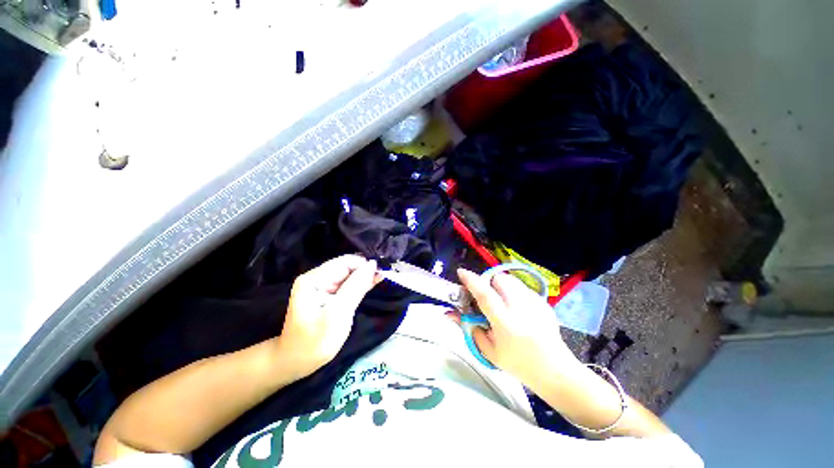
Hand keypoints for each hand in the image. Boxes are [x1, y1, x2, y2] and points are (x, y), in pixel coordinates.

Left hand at [276, 255, 380, 377]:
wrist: (296, 363)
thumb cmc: (316, 341)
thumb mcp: (339, 313)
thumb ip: (356, 286)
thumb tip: (372, 264)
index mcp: (314, 279)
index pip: (345, 262)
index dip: (364, 265)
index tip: (380, 274)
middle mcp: (316, 278)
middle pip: (346, 267)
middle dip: (364, 271)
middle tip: (383, 277)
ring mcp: (321, 286)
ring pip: (348, 275)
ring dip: (364, 278)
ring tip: (380, 279)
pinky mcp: (327, 295)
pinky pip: (346, 285)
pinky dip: (359, 285)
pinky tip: (371, 284)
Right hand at [449, 268, 579, 387]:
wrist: (555, 370)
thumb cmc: (518, 364)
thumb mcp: (489, 351)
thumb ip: (469, 328)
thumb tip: (450, 314)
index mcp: (505, 323)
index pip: (485, 295)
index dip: (471, 281)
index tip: (461, 272)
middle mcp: (521, 308)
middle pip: (499, 280)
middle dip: (488, 282)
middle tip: (486, 296)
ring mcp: (535, 303)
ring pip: (511, 280)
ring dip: (500, 285)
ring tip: (501, 301)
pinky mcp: (543, 302)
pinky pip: (522, 287)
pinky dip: (513, 291)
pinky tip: (517, 308)